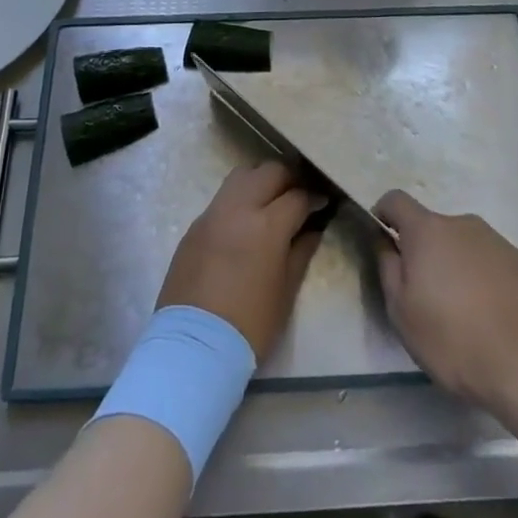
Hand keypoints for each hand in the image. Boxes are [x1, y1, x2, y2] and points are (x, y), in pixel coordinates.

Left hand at [158, 162, 323, 360]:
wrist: (195, 346)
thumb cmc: (250, 324)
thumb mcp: (286, 291)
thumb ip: (301, 252)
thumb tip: (312, 229)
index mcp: (267, 225)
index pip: (298, 196)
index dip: (315, 197)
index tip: (323, 203)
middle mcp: (239, 208)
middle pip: (269, 171)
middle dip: (289, 178)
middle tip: (299, 195)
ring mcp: (213, 214)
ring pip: (241, 175)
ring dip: (261, 180)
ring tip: (271, 200)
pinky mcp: (195, 226)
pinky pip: (222, 198)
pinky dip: (238, 199)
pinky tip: (244, 222)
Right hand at [373, 190, 517, 410]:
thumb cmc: (454, 338)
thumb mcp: (402, 312)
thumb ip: (387, 268)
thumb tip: (385, 242)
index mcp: (428, 230)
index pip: (396, 200)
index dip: (383, 215)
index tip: (383, 244)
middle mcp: (462, 224)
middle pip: (432, 228)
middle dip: (423, 253)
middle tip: (425, 298)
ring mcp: (496, 240)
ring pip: (462, 246)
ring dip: (454, 267)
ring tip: (462, 314)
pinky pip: (489, 262)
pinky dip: (482, 279)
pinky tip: (490, 317)